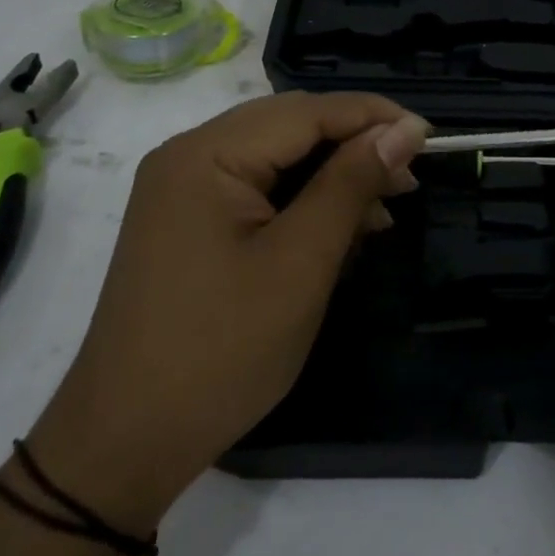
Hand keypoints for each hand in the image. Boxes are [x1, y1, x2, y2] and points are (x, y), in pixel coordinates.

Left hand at [24, 93, 427, 531]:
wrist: (124, 444)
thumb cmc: (220, 351)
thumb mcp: (300, 264)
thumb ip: (351, 184)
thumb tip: (403, 130)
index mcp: (206, 154)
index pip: (306, 111)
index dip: (372, 117)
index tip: (430, 137)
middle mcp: (189, 155)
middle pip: (290, 126)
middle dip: (355, 145)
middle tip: (409, 176)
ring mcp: (184, 189)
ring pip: (278, 156)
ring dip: (333, 174)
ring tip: (386, 205)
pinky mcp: (189, 221)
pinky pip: (258, 188)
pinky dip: (304, 200)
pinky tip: (343, 226)